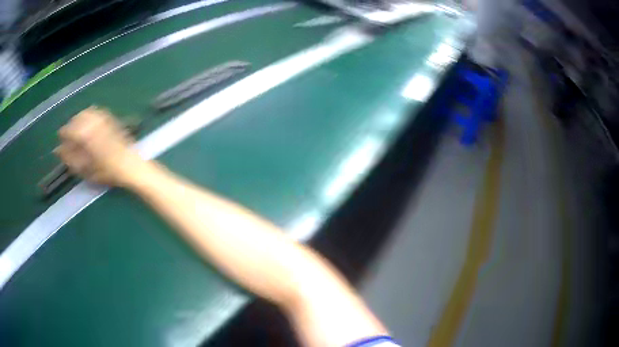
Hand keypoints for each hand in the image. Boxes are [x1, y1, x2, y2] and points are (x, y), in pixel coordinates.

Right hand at [55, 106, 144, 186]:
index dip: (63, 133)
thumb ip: (70, 158)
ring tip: (77, 131)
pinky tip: (88, 125)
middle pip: (77, 118)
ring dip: (79, 120)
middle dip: (71, 126)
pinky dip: (89, 116)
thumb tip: (57, 150)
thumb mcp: (85, 169)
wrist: (130, 164)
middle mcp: (94, 123)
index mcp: (86, 135)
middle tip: (68, 136)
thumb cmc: (107, 171)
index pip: (69, 129)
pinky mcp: (111, 118)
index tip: (60, 138)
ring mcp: (103, 118)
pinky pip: (96, 112)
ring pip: (86, 113)